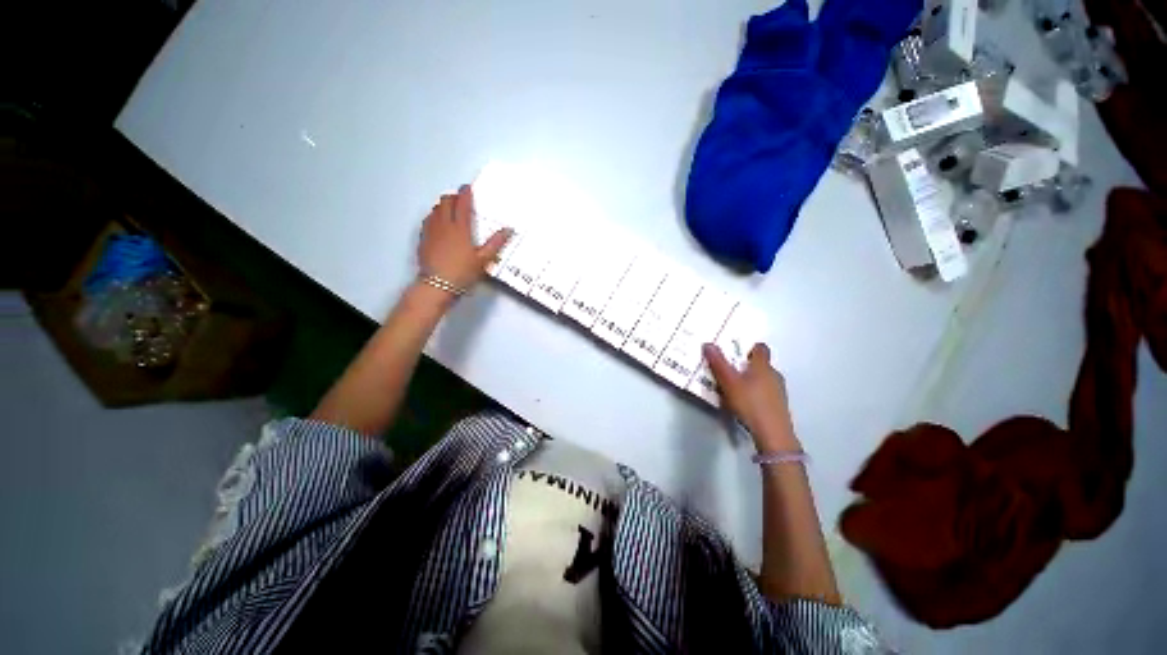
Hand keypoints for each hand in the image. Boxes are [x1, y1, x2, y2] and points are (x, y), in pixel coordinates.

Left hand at [419, 185, 511, 290]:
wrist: (437, 285)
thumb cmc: (463, 272)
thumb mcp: (483, 259)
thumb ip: (495, 243)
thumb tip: (509, 229)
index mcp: (459, 228)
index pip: (462, 204)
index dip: (465, 193)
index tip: (467, 187)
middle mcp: (443, 225)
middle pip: (445, 202)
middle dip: (453, 197)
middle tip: (460, 198)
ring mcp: (431, 231)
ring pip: (435, 209)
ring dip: (442, 205)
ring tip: (449, 208)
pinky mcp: (423, 239)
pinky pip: (427, 220)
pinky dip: (434, 215)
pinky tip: (437, 221)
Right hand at [703, 343, 799, 451]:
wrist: (773, 434)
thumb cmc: (750, 403)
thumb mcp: (728, 381)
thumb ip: (718, 363)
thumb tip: (708, 344)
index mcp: (763, 366)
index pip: (761, 348)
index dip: (749, 347)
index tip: (736, 350)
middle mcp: (774, 375)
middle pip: (760, 364)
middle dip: (745, 365)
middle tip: (728, 370)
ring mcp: (779, 391)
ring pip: (763, 379)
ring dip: (750, 380)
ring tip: (733, 387)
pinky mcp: (779, 406)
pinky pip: (765, 393)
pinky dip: (755, 393)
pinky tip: (744, 403)